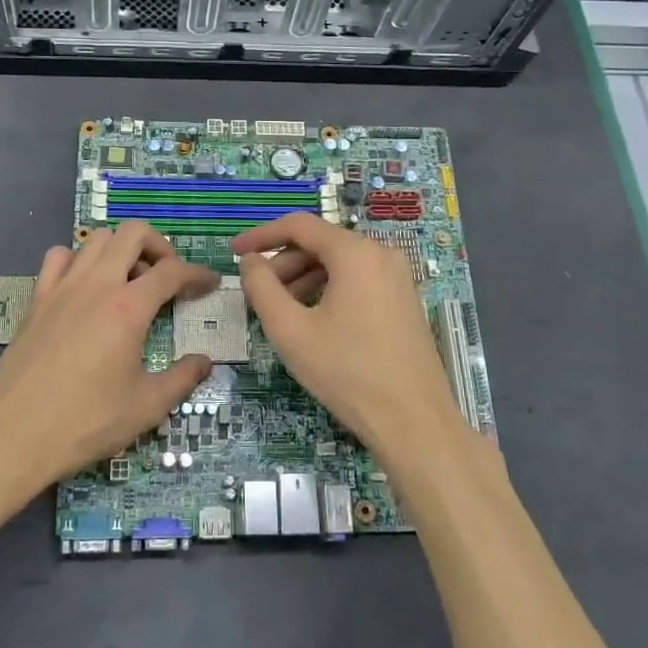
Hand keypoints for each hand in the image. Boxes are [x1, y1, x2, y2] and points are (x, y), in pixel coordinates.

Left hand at [0, 222, 217, 493]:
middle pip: (133, 234)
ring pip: (96, 239)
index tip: (209, 284)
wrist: (13, 435)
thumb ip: (182, 378)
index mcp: (128, 308)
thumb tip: (204, 361)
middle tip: (167, 275)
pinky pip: (59, 257)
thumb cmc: (86, 422)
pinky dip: (79, 260)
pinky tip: (85, 286)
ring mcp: (62, 288)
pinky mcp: (37, 299)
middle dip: (159, 245)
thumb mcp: (146, 407)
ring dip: (120, 249)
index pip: (172, 271)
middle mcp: (96, 285)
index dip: (196, 273)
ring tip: (129, 280)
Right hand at [232, 213, 463, 462]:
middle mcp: (381, 253)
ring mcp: (398, 276)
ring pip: (339, 264)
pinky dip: (328, 290)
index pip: (299, 225)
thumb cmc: (347, 373)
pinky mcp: (404, 299)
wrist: (414, 423)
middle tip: (257, 295)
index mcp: (355, 252)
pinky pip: (358, 280)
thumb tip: (250, 261)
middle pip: (320, 244)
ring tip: (281, 313)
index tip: (234, 252)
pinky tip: (313, 322)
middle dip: (283, 264)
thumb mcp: (291, 331)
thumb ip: (262, 287)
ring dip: (304, 279)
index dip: (261, 235)